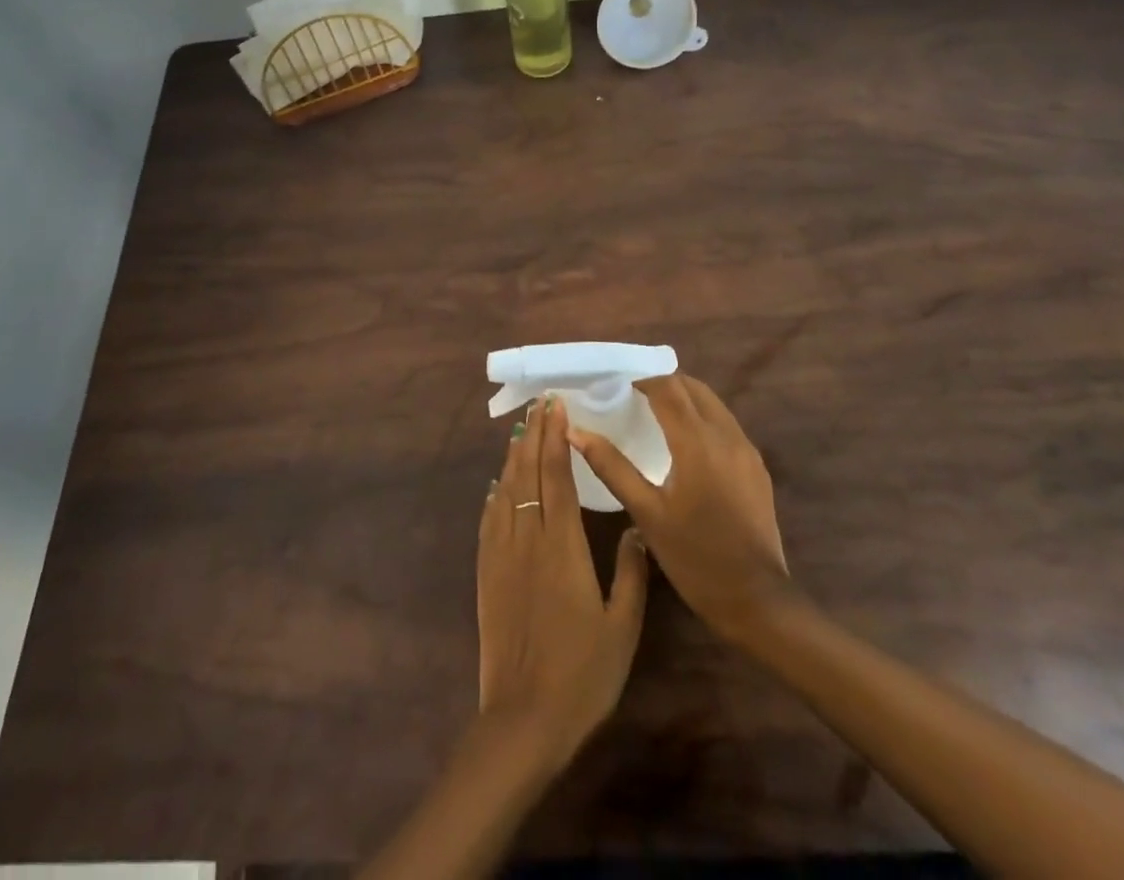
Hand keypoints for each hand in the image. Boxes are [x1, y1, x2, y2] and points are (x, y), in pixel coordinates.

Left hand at [477, 396, 648, 771]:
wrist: (523, 720)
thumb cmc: (582, 675)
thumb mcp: (622, 628)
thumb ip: (631, 573)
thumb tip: (637, 528)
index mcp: (562, 547)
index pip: (556, 477)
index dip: (556, 438)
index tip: (557, 406)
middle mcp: (527, 539)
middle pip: (527, 473)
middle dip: (534, 434)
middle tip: (540, 403)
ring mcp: (501, 555)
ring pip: (505, 491)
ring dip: (514, 456)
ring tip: (521, 429)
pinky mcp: (486, 573)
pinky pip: (489, 521)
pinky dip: (494, 494)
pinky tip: (497, 484)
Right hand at [568, 372, 794, 644]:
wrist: (757, 601)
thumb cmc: (694, 557)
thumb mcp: (646, 513)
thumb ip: (611, 466)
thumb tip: (575, 431)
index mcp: (697, 442)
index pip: (668, 388)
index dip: (642, 381)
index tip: (618, 390)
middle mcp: (726, 435)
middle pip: (693, 388)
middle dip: (664, 385)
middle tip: (634, 399)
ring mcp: (747, 450)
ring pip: (713, 404)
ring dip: (685, 400)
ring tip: (656, 417)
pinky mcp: (757, 467)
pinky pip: (726, 425)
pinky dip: (702, 419)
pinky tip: (685, 445)